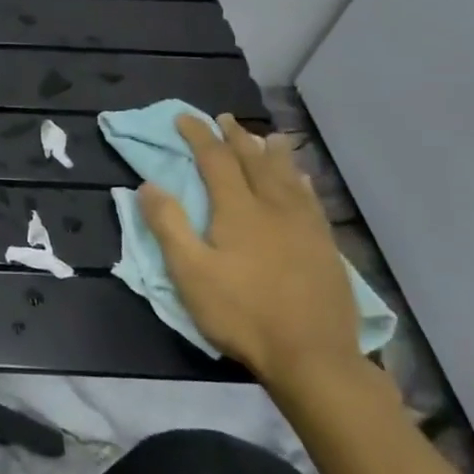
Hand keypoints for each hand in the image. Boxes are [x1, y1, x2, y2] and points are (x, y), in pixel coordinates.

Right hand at [139, 114, 361, 391]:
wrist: (312, 356)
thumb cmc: (241, 313)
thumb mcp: (189, 272)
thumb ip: (168, 225)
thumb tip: (148, 185)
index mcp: (238, 211)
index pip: (215, 160)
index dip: (198, 136)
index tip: (184, 117)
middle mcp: (274, 208)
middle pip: (254, 161)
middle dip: (236, 137)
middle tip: (223, 118)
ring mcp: (305, 227)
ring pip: (287, 177)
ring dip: (272, 152)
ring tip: (267, 136)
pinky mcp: (324, 247)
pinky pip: (310, 200)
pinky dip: (301, 181)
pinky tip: (302, 180)